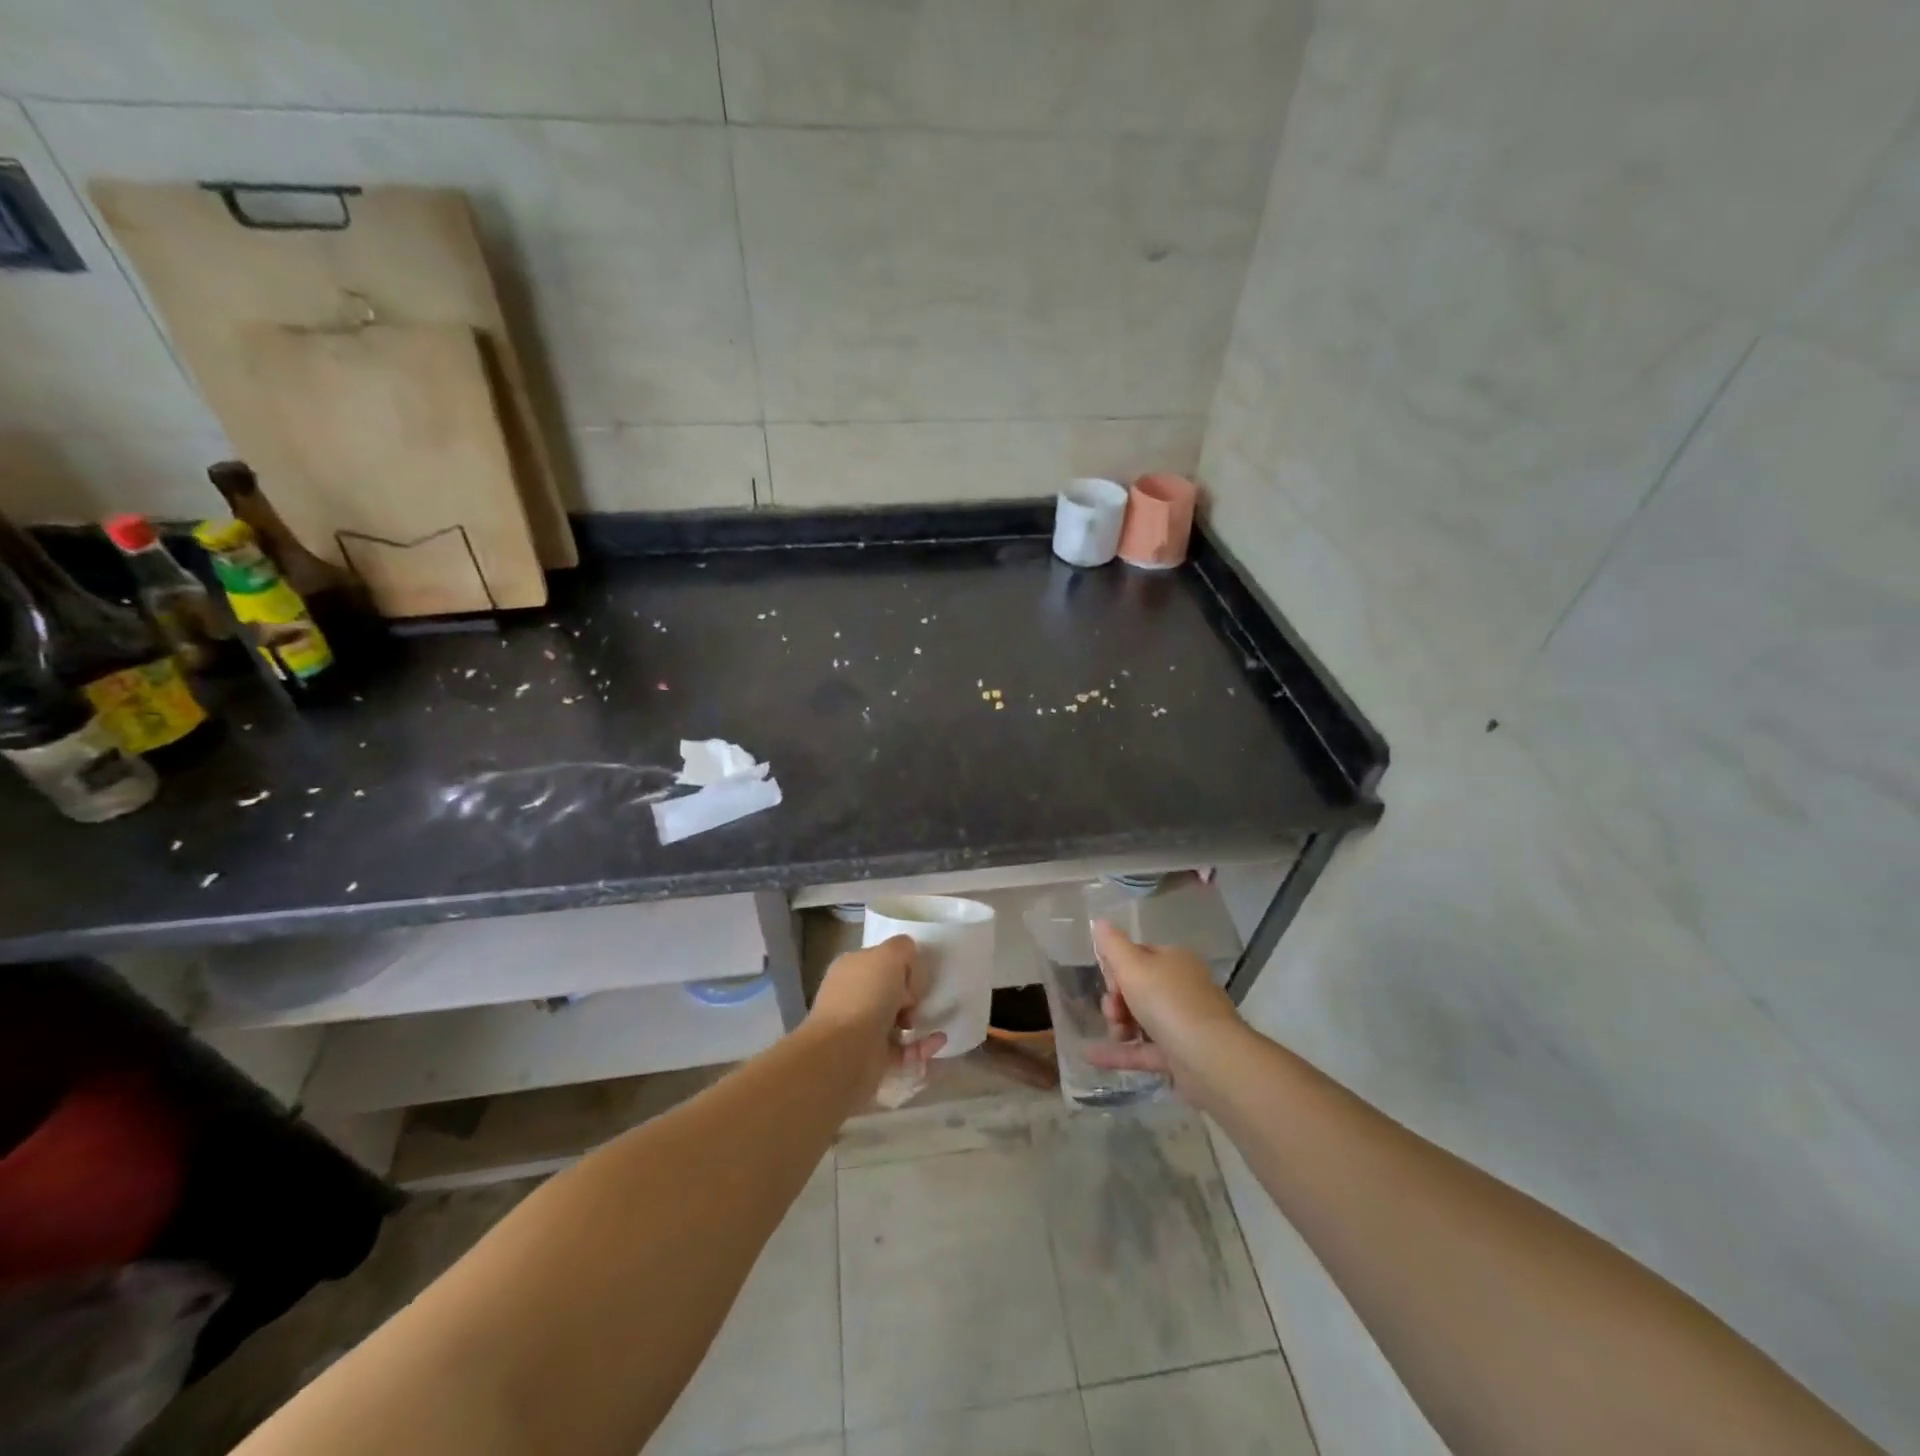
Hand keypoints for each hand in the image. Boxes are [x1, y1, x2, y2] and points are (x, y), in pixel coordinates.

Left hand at [808, 935, 945, 1105]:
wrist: (844, 1052)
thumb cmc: (866, 996)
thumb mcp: (889, 955)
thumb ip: (903, 948)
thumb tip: (909, 959)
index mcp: (851, 968)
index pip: (881, 959)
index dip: (902, 964)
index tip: (914, 975)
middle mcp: (853, 996)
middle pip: (889, 989)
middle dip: (910, 993)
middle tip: (917, 999)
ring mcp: (861, 1028)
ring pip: (897, 1019)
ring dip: (918, 1019)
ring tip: (928, 1019)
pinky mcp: (873, 1057)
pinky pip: (904, 1049)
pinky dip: (922, 1045)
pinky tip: (939, 1040)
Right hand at [1085, 921, 1242, 1093]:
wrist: (1210, 1058)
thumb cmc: (1168, 1002)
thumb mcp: (1133, 966)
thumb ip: (1112, 944)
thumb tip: (1099, 921)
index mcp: (1175, 961)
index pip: (1138, 956)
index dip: (1117, 968)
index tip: (1109, 982)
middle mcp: (1181, 988)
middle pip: (1137, 989)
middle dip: (1116, 1000)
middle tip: (1113, 1011)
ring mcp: (1183, 1024)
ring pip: (1140, 1020)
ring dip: (1118, 1025)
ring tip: (1116, 1034)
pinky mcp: (1180, 1056)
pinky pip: (1143, 1050)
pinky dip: (1120, 1053)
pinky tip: (1091, 1056)